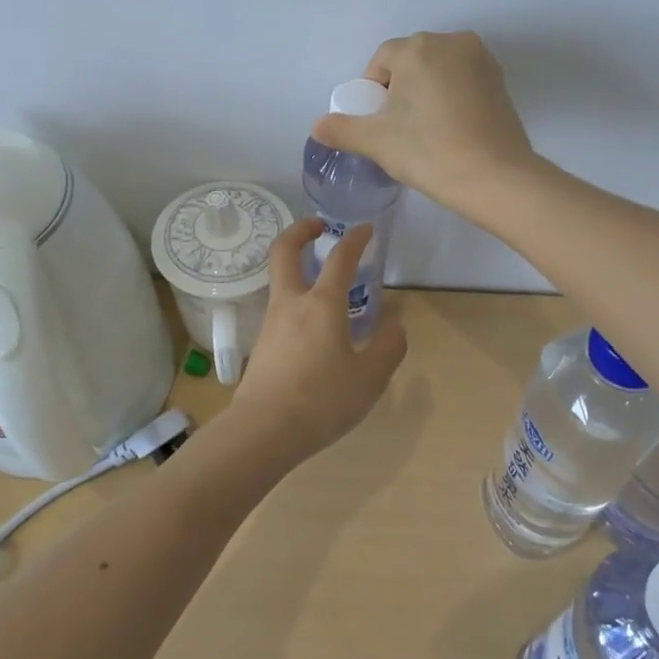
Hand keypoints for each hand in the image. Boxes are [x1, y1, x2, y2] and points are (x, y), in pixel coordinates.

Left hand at [224, 217, 407, 467]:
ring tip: (324, 281)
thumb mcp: (369, 379)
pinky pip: (280, 308)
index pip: (340, 259)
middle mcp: (291, 304)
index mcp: (322, 305)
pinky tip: (314, 324)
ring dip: (297, 267)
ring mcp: (271, 323)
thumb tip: (396, 326)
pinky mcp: (261, 344)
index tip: (365, 228)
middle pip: (284, 251)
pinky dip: (296, 298)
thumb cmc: (322, 400)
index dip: (355, 239)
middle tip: (319, 227)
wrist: (264, 431)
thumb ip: (387, 349)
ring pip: (279, 280)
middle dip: (300, 231)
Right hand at [311, 31, 535, 213]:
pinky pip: (463, 81)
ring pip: (438, 70)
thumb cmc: (429, 151)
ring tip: (425, 130)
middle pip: (411, 61)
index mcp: (418, 48)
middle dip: (399, 89)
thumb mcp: (376, 142)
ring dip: (426, 92)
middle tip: (398, 128)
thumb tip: (318, 127)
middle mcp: (452, 42)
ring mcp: (482, 60)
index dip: (372, 91)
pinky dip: (451, 98)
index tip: (377, 123)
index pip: (382, 60)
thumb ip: (342, 129)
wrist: (495, 177)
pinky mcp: (501, 81)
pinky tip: (451, 129)